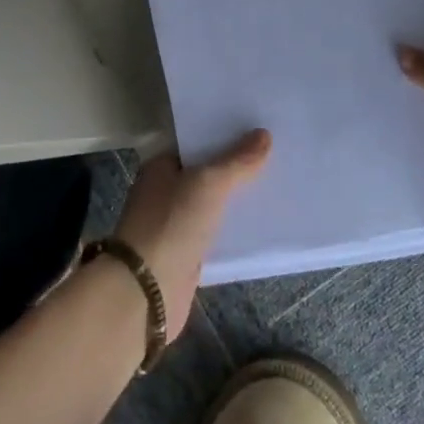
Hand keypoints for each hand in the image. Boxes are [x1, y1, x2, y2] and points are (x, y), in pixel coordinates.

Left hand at [113, 130, 270, 338]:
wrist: (145, 295)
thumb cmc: (171, 226)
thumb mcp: (207, 184)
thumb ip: (236, 161)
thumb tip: (264, 134)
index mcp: (161, 167)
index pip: (196, 141)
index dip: (224, 134)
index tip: (257, 127)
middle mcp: (165, 192)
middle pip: (207, 172)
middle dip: (236, 167)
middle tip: (276, 154)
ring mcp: (175, 225)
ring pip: (214, 204)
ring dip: (238, 199)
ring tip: (278, 185)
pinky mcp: (187, 256)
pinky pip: (217, 234)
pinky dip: (235, 230)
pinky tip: (263, 225)